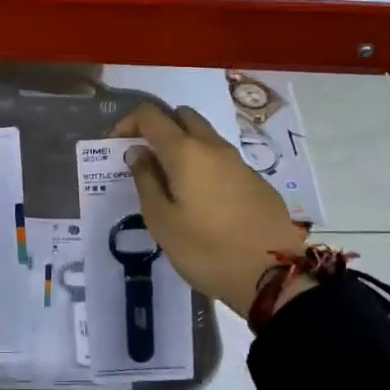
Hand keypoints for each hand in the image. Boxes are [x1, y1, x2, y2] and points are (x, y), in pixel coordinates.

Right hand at [115, 101, 306, 319]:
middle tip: (146, 156)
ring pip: (205, 136)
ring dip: (184, 145)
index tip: (118, 143)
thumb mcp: (162, 221)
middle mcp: (213, 146)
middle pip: (183, 116)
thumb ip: (146, 180)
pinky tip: (202, 198)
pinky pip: (222, 158)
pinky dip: (205, 164)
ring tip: (172, 180)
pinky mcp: (256, 180)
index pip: (151, 115)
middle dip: (160, 126)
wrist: (271, 274)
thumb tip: (138, 152)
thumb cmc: (205, 249)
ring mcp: (239, 162)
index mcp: (185, 152)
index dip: (129, 121)